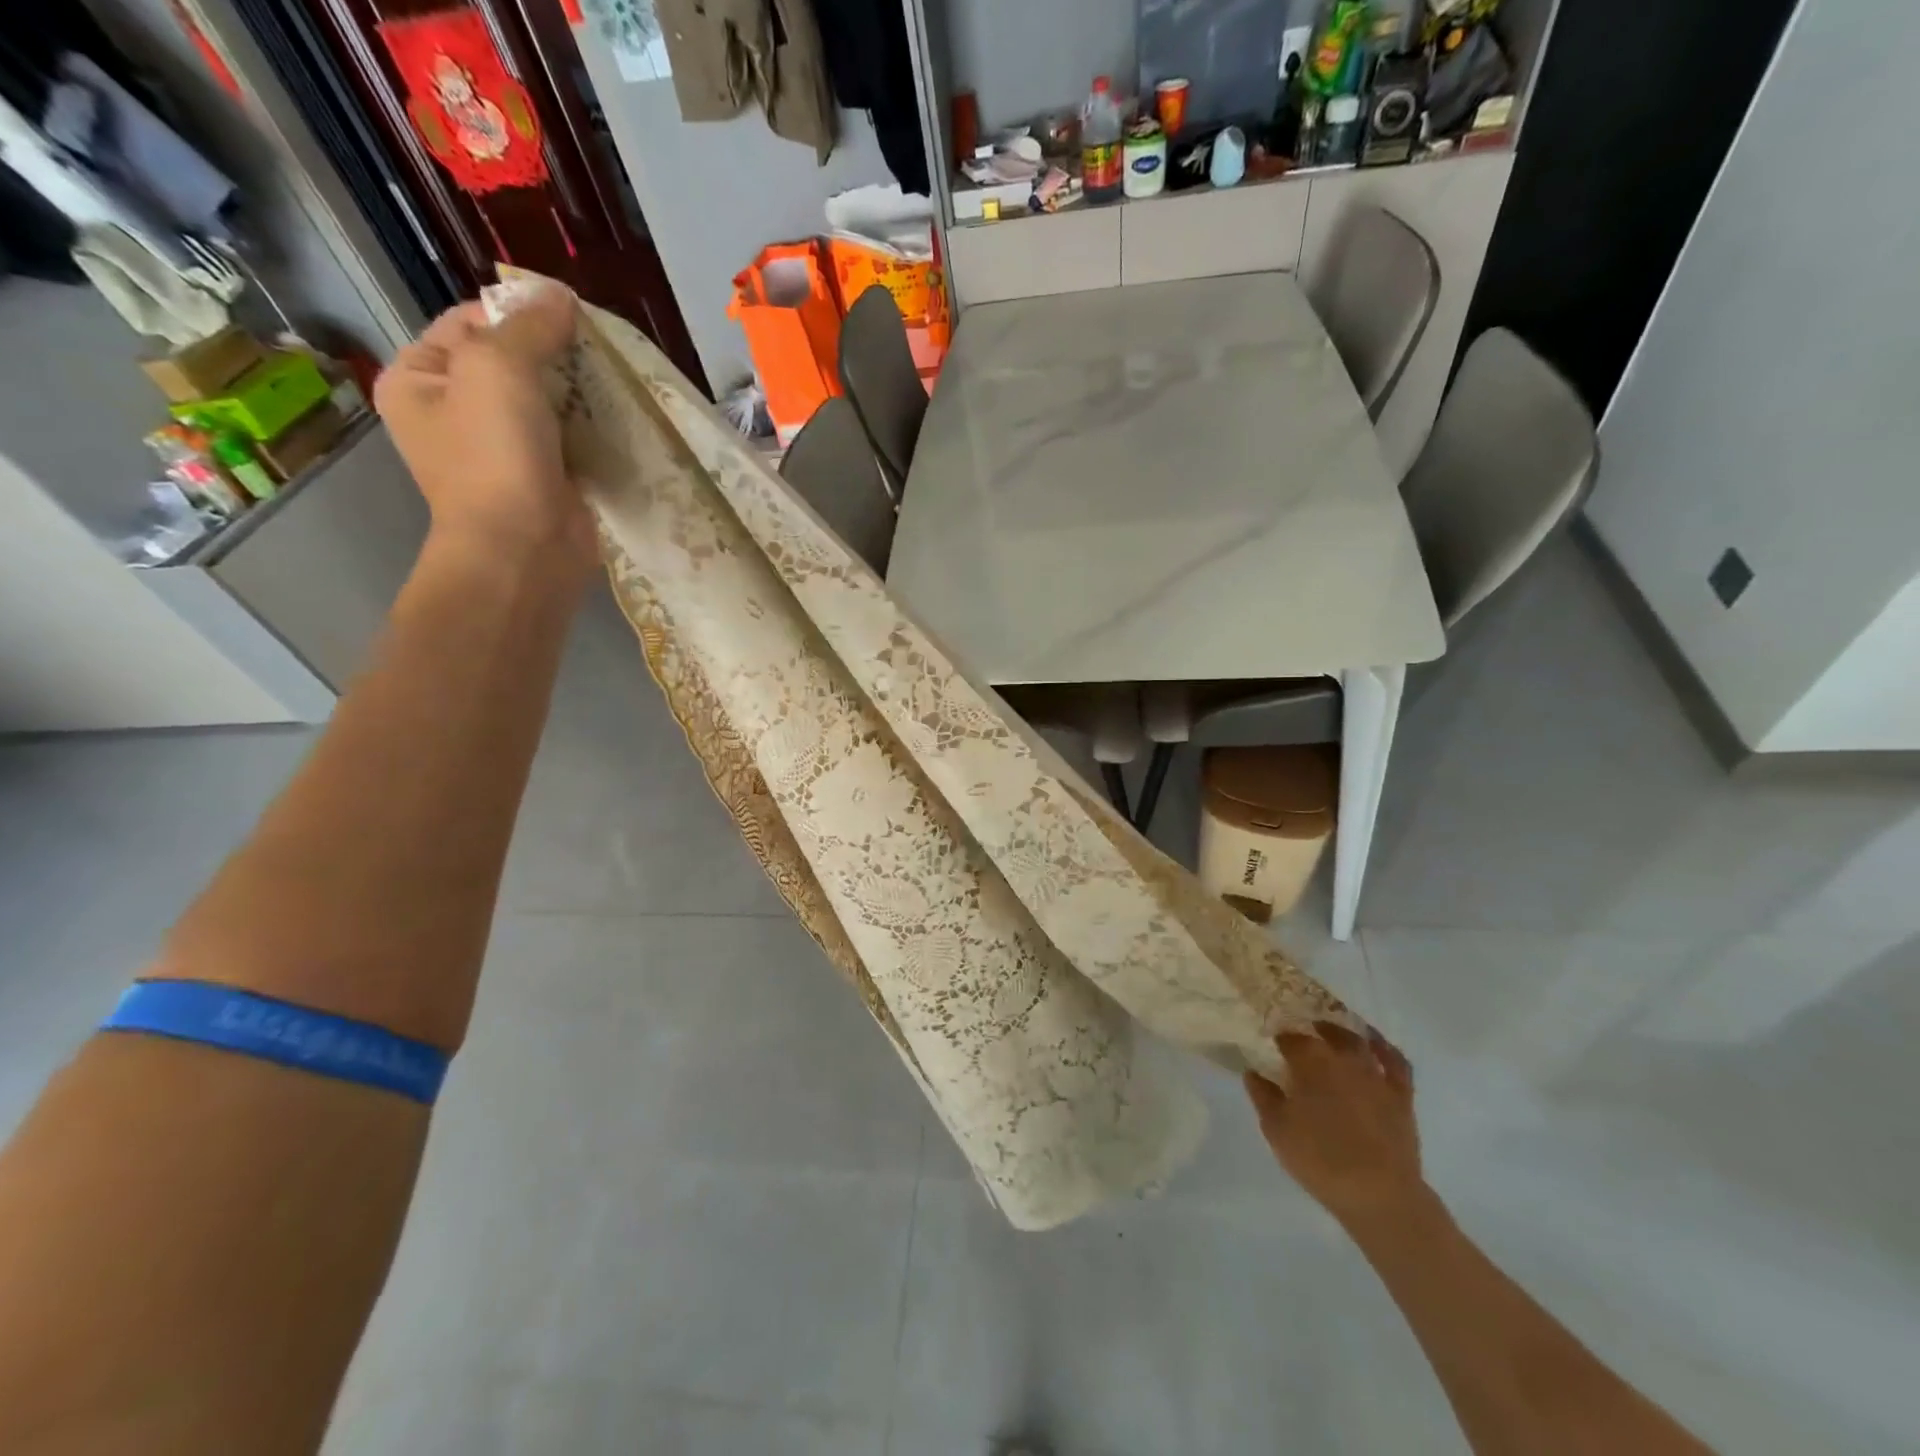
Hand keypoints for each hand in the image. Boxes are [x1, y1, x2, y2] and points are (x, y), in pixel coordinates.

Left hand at [373, 282, 593, 566]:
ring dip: (578, 389)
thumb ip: (529, 326)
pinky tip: (616, 415)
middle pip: (511, 360)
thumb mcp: (499, 368)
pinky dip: (590, 425)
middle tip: (597, 348)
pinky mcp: (544, 477)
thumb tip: (561, 296)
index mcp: (419, 379)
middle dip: (555, 352)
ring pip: (545, 400)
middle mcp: (454, 412)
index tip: (569, 316)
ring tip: (613, 378)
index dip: (518, 312)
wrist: (525, 551)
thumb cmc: (495, 457)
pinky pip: (568, 437)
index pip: (470, 322)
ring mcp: (501, 449)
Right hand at [1245, 1022, 1422, 1229]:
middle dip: (1309, 1031)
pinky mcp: (1401, 1094)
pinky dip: (1384, 1048)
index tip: (1271, 1043)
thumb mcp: (1277, 1129)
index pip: (1290, 1038)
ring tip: (1329, 1032)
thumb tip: (1253, 1072)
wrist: (1379, 1195)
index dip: (1279, 1039)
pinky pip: (1396, 1062)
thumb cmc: (1320, 1160)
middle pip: (1323, 1034)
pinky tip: (1374, 1044)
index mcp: (1309, 1062)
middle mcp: (1342, 1058)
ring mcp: (1375, 1074)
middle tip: (1299, 1036)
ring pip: (1356, 1041)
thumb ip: (1263, 1096)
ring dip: (1341, 1032)